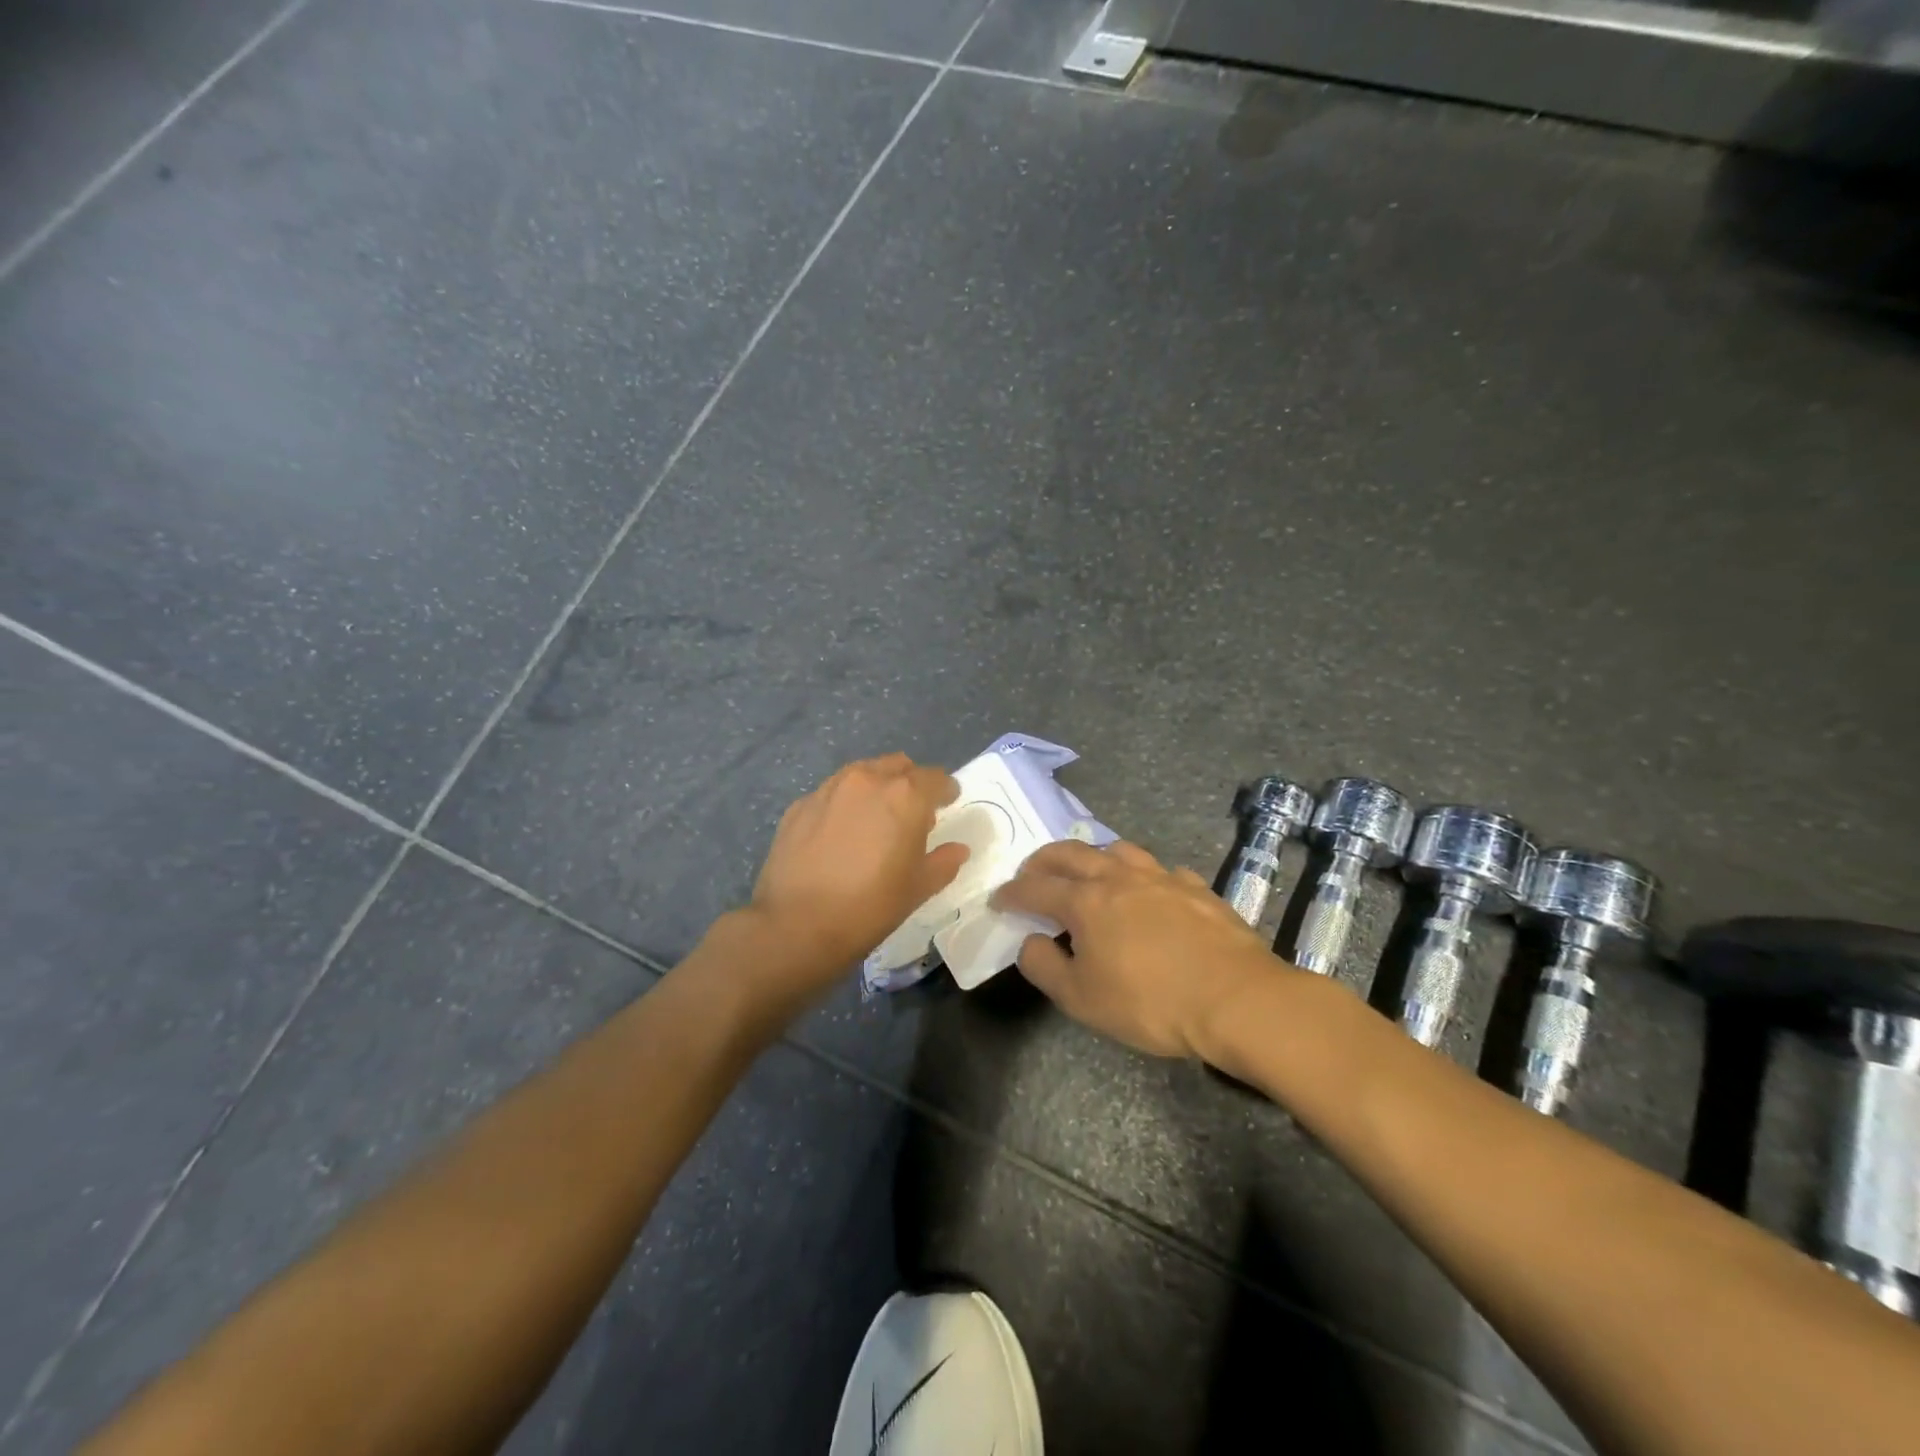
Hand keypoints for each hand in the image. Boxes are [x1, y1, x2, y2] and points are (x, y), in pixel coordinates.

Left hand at [747, 753, 966, 977]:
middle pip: (898, 766)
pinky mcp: (799, 805)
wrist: (797, 925)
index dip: (945, 790)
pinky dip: (843, 805)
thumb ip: (943, 862)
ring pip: (862, 773)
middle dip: (910, 783)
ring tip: (873, 820)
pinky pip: (831, 794)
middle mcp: (867, 780)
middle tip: (911, 813)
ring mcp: (829, 789)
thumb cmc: (870, 906)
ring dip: (875, 788)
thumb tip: (957, 849)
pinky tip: (838, 835)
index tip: (947, 803)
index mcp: (905, 796)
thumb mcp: (918, 888)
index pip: (935, 778)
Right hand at [992, 840, 1276, 1058]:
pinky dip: (1143, 876)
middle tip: (1032, 871)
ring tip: (1089, 871)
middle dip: (1044, 860)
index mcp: (1086, 901)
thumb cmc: (1151, 1002)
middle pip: (1072, 854)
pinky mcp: (1196, 888)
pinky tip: (1150, 892)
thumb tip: (1032, 941)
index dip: (1013, 893)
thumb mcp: (1082, 999)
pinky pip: (1160, 870)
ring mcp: (1162, 877)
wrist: (1238, 999)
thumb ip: (1045, 967)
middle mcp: (1119, 877)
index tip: (999, 900)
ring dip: (1093, 856)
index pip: (1036, 888)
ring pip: (1118, 850)